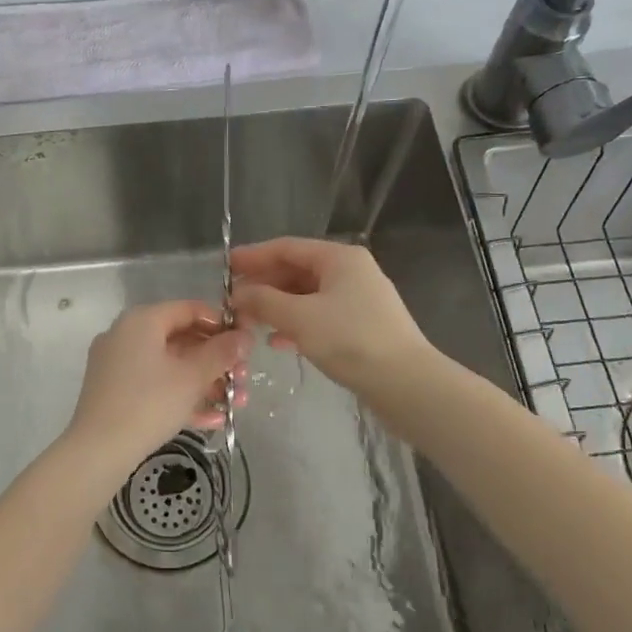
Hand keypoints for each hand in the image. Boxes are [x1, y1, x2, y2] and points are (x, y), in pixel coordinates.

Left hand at [65, 301, 249, 471]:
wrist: (97, 451)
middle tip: (243, 379)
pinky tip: (212, 420)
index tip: (246, 344)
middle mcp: (126, 336)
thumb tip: (245, 337)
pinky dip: (182, 397)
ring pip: (171, 366)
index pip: (189, 310)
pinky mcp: (116, 393)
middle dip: (217, 361)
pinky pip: (156, 386)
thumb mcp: (192, 377)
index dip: (221, 324)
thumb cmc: (149, 404)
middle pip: (182, 339)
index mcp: (142, 321)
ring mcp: (118, 365)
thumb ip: (221, 353)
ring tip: (235, 405)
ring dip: (206, 383)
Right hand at [229, 237, 431, 392]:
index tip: (225, 268)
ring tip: (249, 323)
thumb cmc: (351, 340)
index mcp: (339, 258)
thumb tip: (237, 294)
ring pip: (307, 296)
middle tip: (233, 303)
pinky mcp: (362, 327)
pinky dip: (297, 325)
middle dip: (264, 286)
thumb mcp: (300, 318)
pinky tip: (278, 342)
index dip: (253, 256)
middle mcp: (351, 272)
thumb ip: (264, 301)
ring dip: (277, 307)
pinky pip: (320, 316)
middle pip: (297, 271)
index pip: (287, 248)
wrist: (406, 384)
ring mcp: (358, 300)